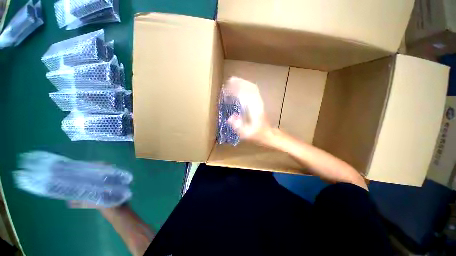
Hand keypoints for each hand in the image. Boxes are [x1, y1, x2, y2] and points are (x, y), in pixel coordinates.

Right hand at [224, 77, 272, 144]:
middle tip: (229, 81)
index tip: (229, 85)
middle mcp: (257, 103)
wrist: (268, 134)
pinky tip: (240, 89)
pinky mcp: (258, 104)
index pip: (248, 92)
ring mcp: (258, 102)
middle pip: (250, 87)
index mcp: (255, 108)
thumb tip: (230, 117)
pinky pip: (253, 92)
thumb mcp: (247, 133)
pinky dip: (246, 88)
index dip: (238, 87)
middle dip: (240, 82)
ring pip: (252, 88)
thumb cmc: (258, 134)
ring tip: (233, 83)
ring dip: (243, 84)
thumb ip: (238, 126)